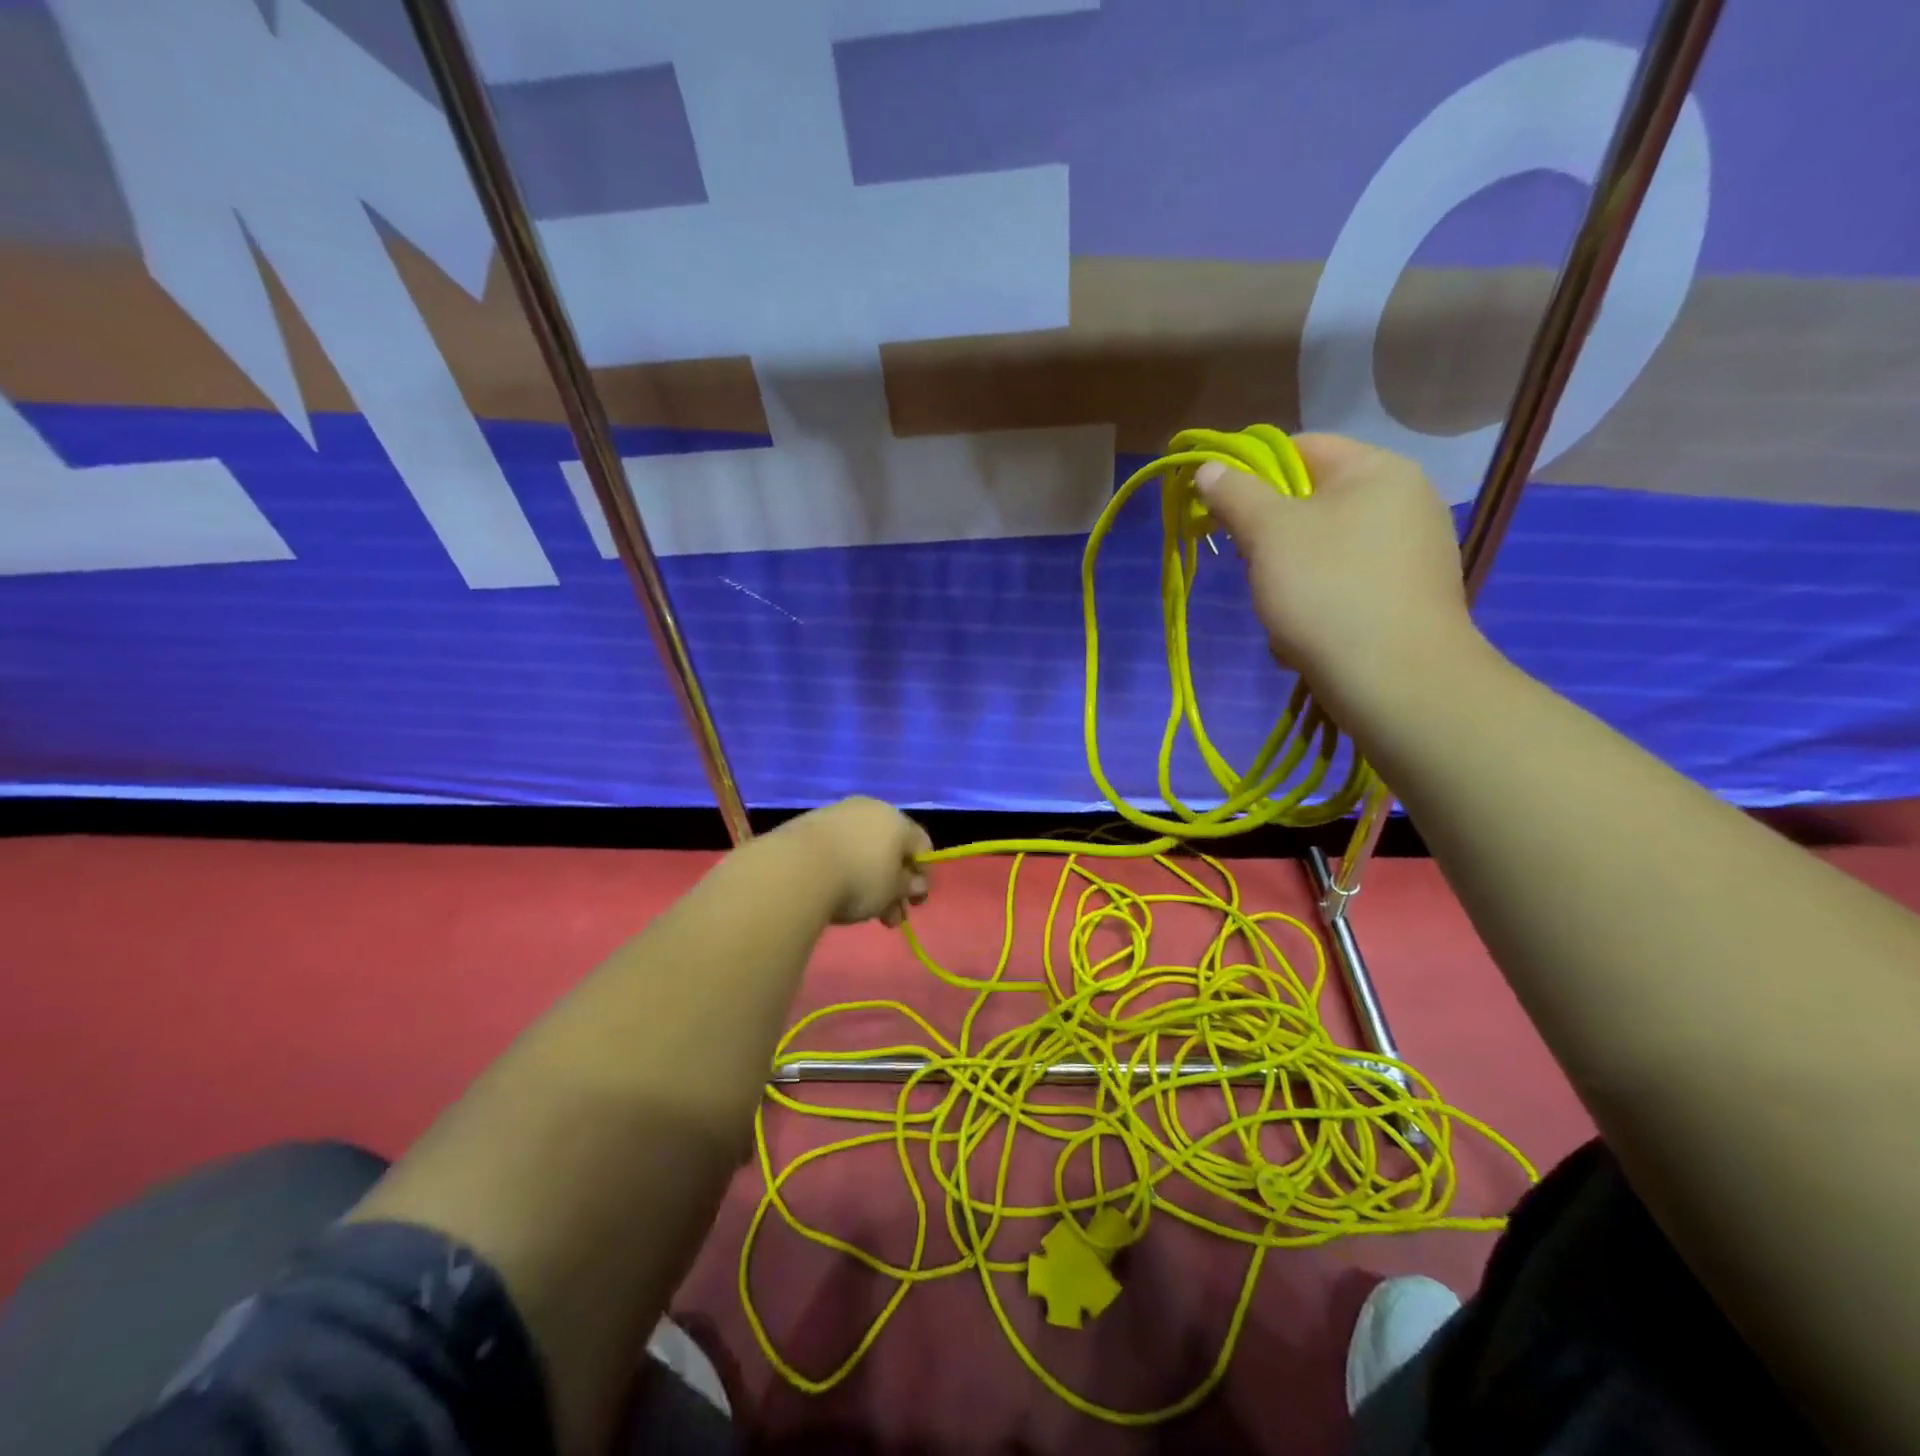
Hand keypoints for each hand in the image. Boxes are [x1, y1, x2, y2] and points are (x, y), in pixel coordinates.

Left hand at [777, 797, 932, 927]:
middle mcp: (871, 809)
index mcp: (898, 820)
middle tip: (890, 916)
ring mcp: (839, 813)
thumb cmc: (858, 880)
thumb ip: (908, 886)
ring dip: (869, 879)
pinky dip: (844, 867)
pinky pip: (838, 847)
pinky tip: (835, 891)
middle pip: (891, 848)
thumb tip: (917, 883)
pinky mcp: (811, 823)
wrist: (796, 869)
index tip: (914, 902)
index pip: (922, 844)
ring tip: (863, 914)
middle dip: (894, 884)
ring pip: (864, 848)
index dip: (923, 874)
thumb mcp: (891, 891)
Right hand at [1195, 433, 1479, 715]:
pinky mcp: (1410, 599)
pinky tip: (1306, 639)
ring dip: (1287, 579)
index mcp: (1378, 470)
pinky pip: (1346, 587)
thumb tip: (1209, 469)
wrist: (1397, 682)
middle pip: (1312, 503)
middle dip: (1269, 538)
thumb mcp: (1269, 534)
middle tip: (1249, 568)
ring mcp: (1413, 553)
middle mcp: (1405, 502)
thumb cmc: (1328, 592)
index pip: (1301, 448)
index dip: (1251, 474)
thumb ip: (1235, 494)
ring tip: (1278, 616)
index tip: (1220, 511)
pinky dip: (1318, 606)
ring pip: (1323, 551)